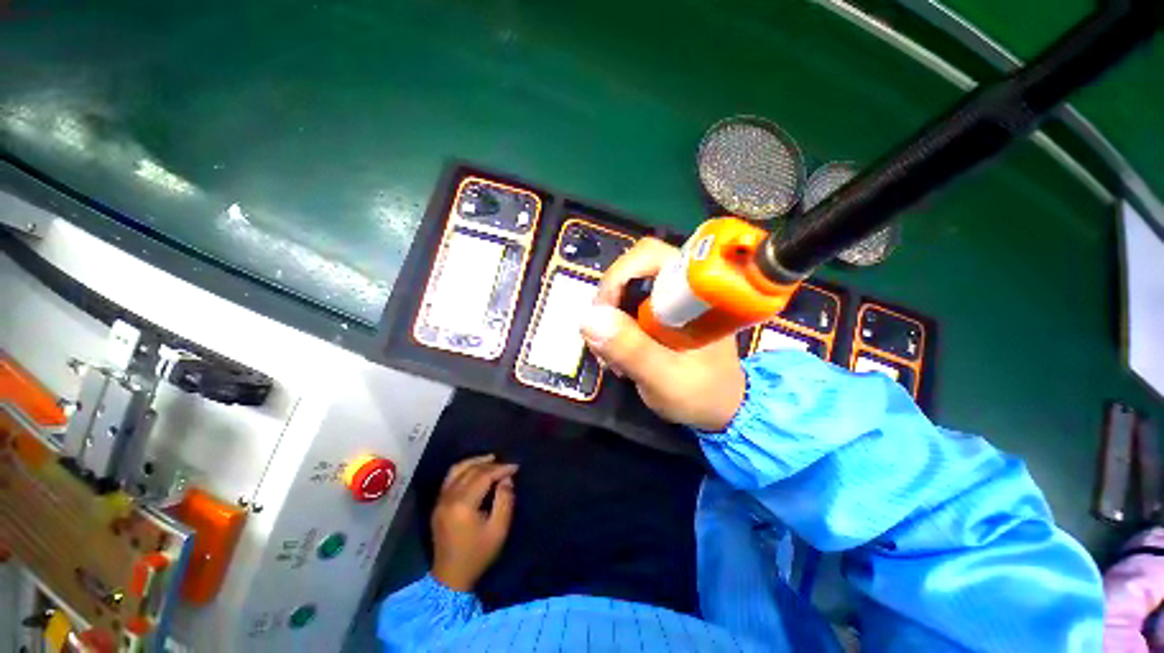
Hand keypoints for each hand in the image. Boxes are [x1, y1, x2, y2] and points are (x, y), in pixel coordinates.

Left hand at [430, 454, 517, 591]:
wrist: (450, 577)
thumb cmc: (478, 554)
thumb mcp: (498, 530)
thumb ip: (505, 501)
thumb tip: (506, 479)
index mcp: (462, 505)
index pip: (483, 476)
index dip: (501, 469)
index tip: (515, 467)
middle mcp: (448, 498)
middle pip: (470, 471)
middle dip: (490, 465)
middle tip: (506, 465)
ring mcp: (440, 501)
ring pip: (456, 470)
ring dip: (475, 462)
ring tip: (491, 459)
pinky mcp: (438, 505)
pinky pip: (449, 478)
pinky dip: (463, 469)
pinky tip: (475, 469)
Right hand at [581, 238, 745, 431]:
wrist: (721, 409)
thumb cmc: (702, 395)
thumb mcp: (666, 378)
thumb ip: (632, 349)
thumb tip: (589, 318)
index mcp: (696, 291)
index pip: (650, 256)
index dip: (618, 278)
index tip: (603, 317)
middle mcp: (683, 286)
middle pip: (632, 269)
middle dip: (609, 302)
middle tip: (601, 338)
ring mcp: (671, 299)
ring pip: (626, 288)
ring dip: (609, 318)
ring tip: (610, 356)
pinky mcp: (661, 313)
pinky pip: (627, 306)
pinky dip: (615, 327)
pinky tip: (617, 354)